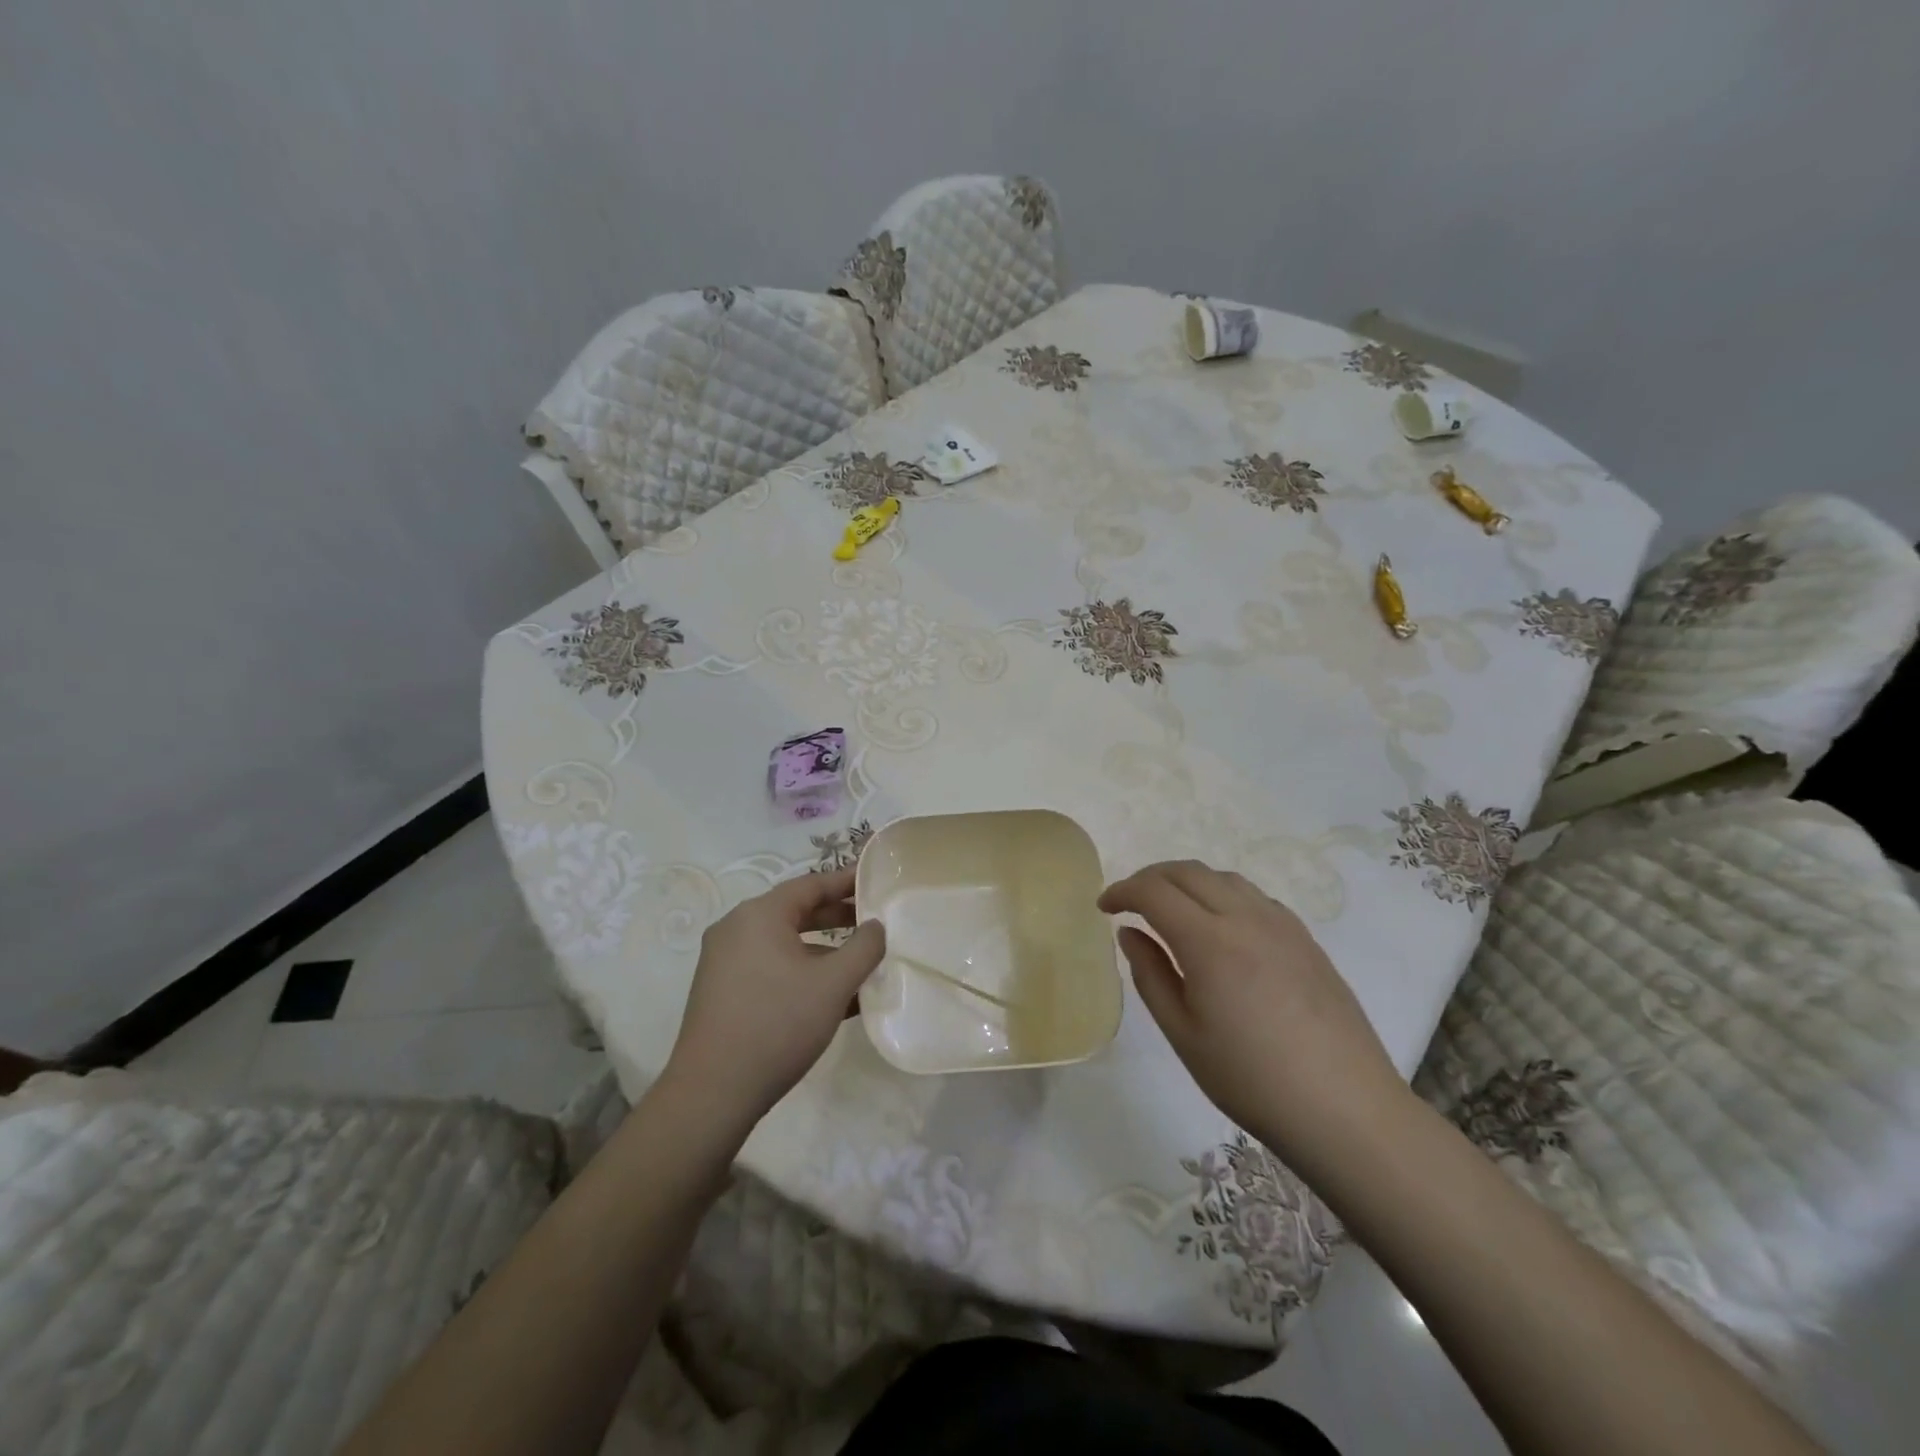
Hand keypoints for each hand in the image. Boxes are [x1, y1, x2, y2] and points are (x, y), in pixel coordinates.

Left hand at [663, 868, 884, 1129]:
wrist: (713, 1093)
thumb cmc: (778, 1025)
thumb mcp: (833, 984)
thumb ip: (864, 947)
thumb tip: (875, 926)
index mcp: (759, 915)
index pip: (811, 884)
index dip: (846, 882)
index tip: (875, 881)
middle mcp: (736, 928)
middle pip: (795, 911)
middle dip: (836, 917)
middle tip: (873, 922)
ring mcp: (723, 960)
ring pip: (783, 942)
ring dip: (822, 949)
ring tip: (858, 964)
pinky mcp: (720, 990)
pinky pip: (768, 966)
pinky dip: (800, 971)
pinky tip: (829, 997)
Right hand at [1099, 860, 1406, 1170]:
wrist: (1345, 1109)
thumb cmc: (1251, 1079)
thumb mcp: (1183, 1033)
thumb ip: (1150, 974)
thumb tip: (1130, 932)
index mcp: (1209, 941)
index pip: (1154, 891)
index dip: (1122, 891)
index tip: (1103, 907)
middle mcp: (1246, 918)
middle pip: (1188, 872)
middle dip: (1151, 878)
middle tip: (1130, 901)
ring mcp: (1282, 925)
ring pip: (1224, 878)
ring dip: (1188, 882)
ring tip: (1172, 910)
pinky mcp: (1306, 940)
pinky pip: (1254, 897)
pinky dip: (1223, 895)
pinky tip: (1221, 927)